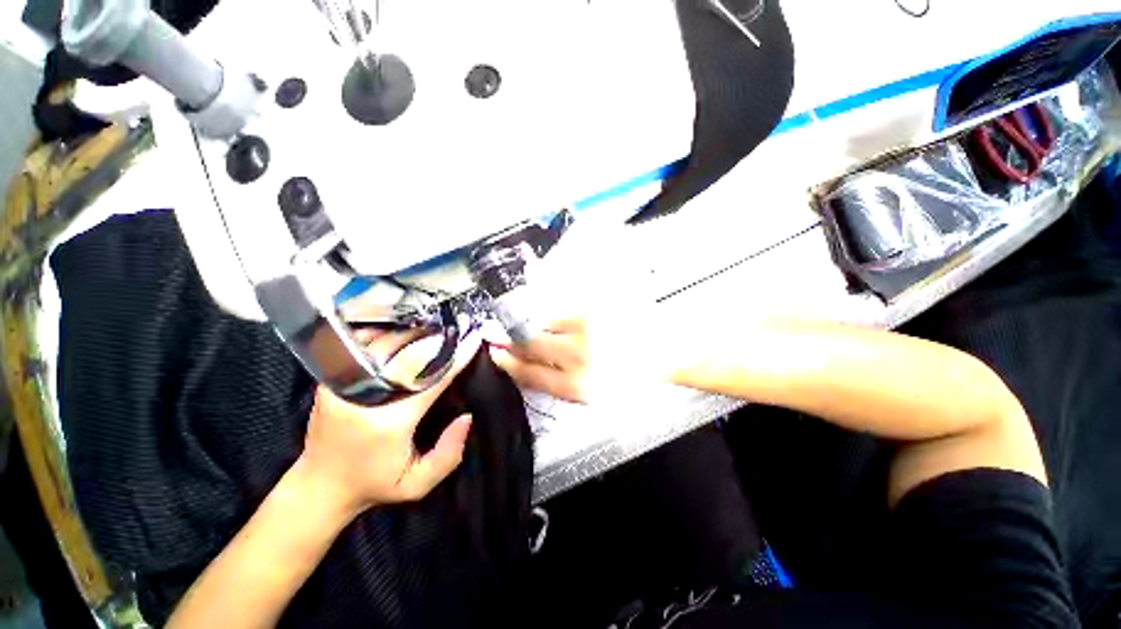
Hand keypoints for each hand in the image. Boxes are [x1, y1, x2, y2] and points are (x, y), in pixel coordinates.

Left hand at [294, 333, 482, 520]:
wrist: (319, 486)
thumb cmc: (373, 484)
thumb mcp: (417, 483)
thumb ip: (449, 454)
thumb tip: (466, 417)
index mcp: (388, 421)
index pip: (432, 378)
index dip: (457, 358)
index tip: (474, 339)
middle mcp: (362, 396)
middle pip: (406, 353)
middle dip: (436, 338)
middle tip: (458, 327)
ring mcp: (342, 385)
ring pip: (383, 346)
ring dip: (412, 334)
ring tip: (436, 327)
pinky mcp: (331, 381)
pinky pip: (365, 349)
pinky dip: (388, 337)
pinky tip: (405, 334)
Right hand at [489, 316, 660, 402]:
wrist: (665, 350)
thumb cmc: (631, 377)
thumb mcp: (594, 394)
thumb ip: (559, 383)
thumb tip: (530, 368)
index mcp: (577, 385)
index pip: (529, 373)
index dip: (509, 363)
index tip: (497, 354)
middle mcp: (577, 355)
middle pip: (531, 344)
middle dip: (513, 341)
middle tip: (505, 337)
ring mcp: (585, 326)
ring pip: (544, 322)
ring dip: (537, 326)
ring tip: (542, 329)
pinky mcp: (595, 306)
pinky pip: (563, 308)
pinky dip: (554, 315)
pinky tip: (561, 319)